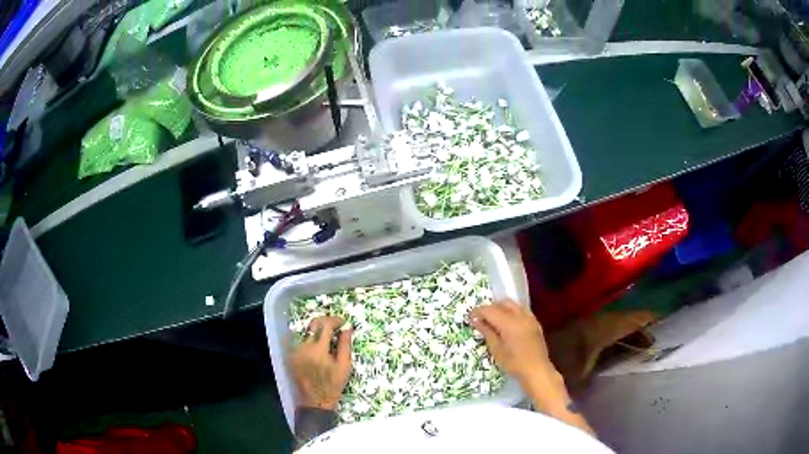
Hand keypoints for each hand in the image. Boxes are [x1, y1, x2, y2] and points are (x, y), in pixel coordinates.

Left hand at [290, 316, 352, 410]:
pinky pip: (299, 340)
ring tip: (327, 337)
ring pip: (306, 332)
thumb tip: (347, 328)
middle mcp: (304, 347)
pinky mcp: (291, 355)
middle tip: (336, 326)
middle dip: (325, 322)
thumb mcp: (344, 366)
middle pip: (313, 324)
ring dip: (317, 330)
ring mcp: (295, 351)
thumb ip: (345, 345)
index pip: (326, 325)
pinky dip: (309, 339)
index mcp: (318, 350)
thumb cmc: (333, 385)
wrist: (315, 401)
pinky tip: (317, 345)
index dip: (336, 320)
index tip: (343, 323)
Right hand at [469, 300, 552, 383]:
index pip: (490, 310)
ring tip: (494, 320)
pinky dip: (512, 312)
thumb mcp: (496, 350)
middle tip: (481, 319)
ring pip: (513, 304)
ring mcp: (529, 318)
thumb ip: (487, 332)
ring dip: (501, 308)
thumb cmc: (514, 363)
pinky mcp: (535, 322)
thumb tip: (476, 320)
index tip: (470, 317)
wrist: (536, 370)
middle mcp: (520, 316)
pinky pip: (521, 310)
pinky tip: (508, 323)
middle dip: (490, 308)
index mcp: (509, 323)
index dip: (478, 312)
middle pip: (502, 303)